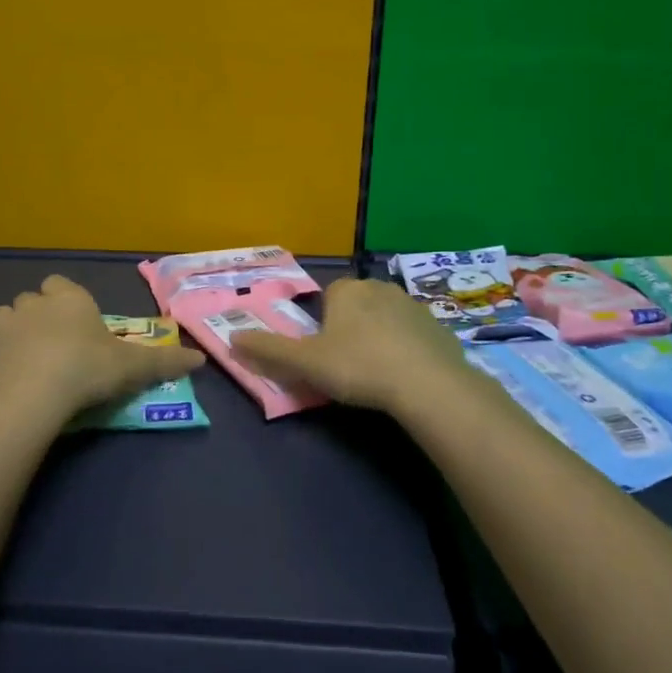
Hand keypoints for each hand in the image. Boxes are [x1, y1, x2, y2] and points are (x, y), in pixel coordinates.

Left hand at [0, 275, 205, 418]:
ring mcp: (5, 330)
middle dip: (41, 314)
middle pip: (31, 299)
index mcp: (68, 298)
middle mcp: (33, 306)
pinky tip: (15, 382)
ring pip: (6, 319)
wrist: (34, 394)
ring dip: (16, 332)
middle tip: (59, 341)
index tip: (80, 321)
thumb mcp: (134, 367)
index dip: (68, 299)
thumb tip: (200, 359)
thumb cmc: (88, 367)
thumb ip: (165, 362)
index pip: (60, 283)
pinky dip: (2, 363)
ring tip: (33, 357)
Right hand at [229, 278, 469, 415]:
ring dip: (380, 336)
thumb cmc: (358, 366)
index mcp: (348, 290)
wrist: (427, 384)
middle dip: (351, 328)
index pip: (328, 297)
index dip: (323, 324)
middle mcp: (380, 287)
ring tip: (377, 372)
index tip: (325, 351)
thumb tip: (232, 339)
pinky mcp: (439, 328)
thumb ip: (268, 350)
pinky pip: (414, 336)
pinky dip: (407, 350)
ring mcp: (414, 306)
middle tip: (347, 364)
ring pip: (387, 318)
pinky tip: (405, 377)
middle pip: (357, 305)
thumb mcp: (305, 363)